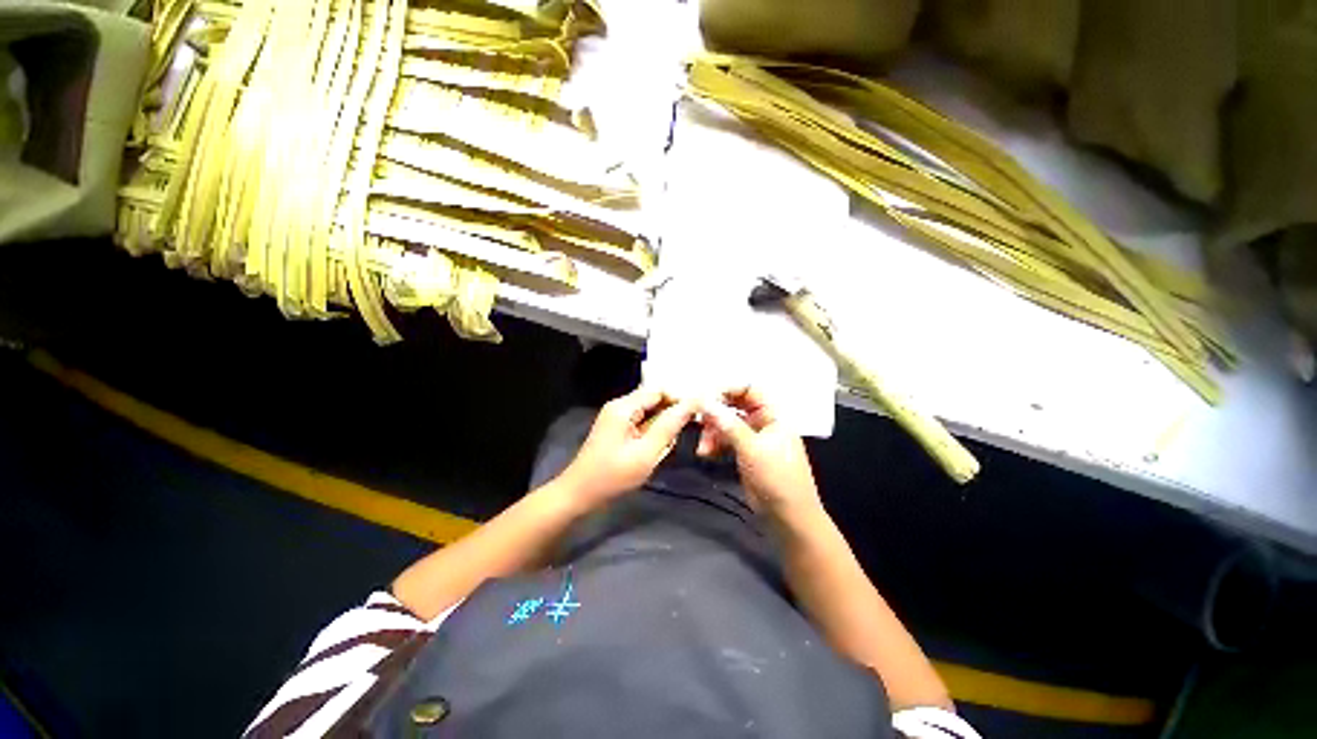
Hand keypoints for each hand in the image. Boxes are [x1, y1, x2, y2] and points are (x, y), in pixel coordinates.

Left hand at [558, 387, 696, 505]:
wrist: (579, 495)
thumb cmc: (612, 476)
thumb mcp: (646, 452)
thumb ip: (669, 426)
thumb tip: (692, 403)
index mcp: (624, 406)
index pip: (659, 390)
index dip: (679, 398)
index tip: (697, 413)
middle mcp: (620, 405)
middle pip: (654, 399)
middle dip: (671, 413)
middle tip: (685, 431)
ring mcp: (617, 417)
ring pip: (650, 412)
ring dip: (663, 425)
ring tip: (668, 445)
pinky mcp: (617, 429)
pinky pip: (642, 423)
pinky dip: (653, 433)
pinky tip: (657, 449)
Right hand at [697, 387, 821, 516]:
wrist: (788, 516)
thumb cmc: (777, 478)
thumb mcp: (752, 448)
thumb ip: (728, 424)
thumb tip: (706, 402)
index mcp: (773, 415)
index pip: (749, 389)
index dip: (728, 390)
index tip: (706, 398)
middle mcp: (763, 422)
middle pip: (735, 406)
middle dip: (716, 414)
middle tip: (699, 423)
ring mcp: (753, 438)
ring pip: (727, 424)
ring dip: (712, 433)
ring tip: (703, 448)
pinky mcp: (745, 452)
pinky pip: (726, 439)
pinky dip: (715, 444)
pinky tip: (706, 453)